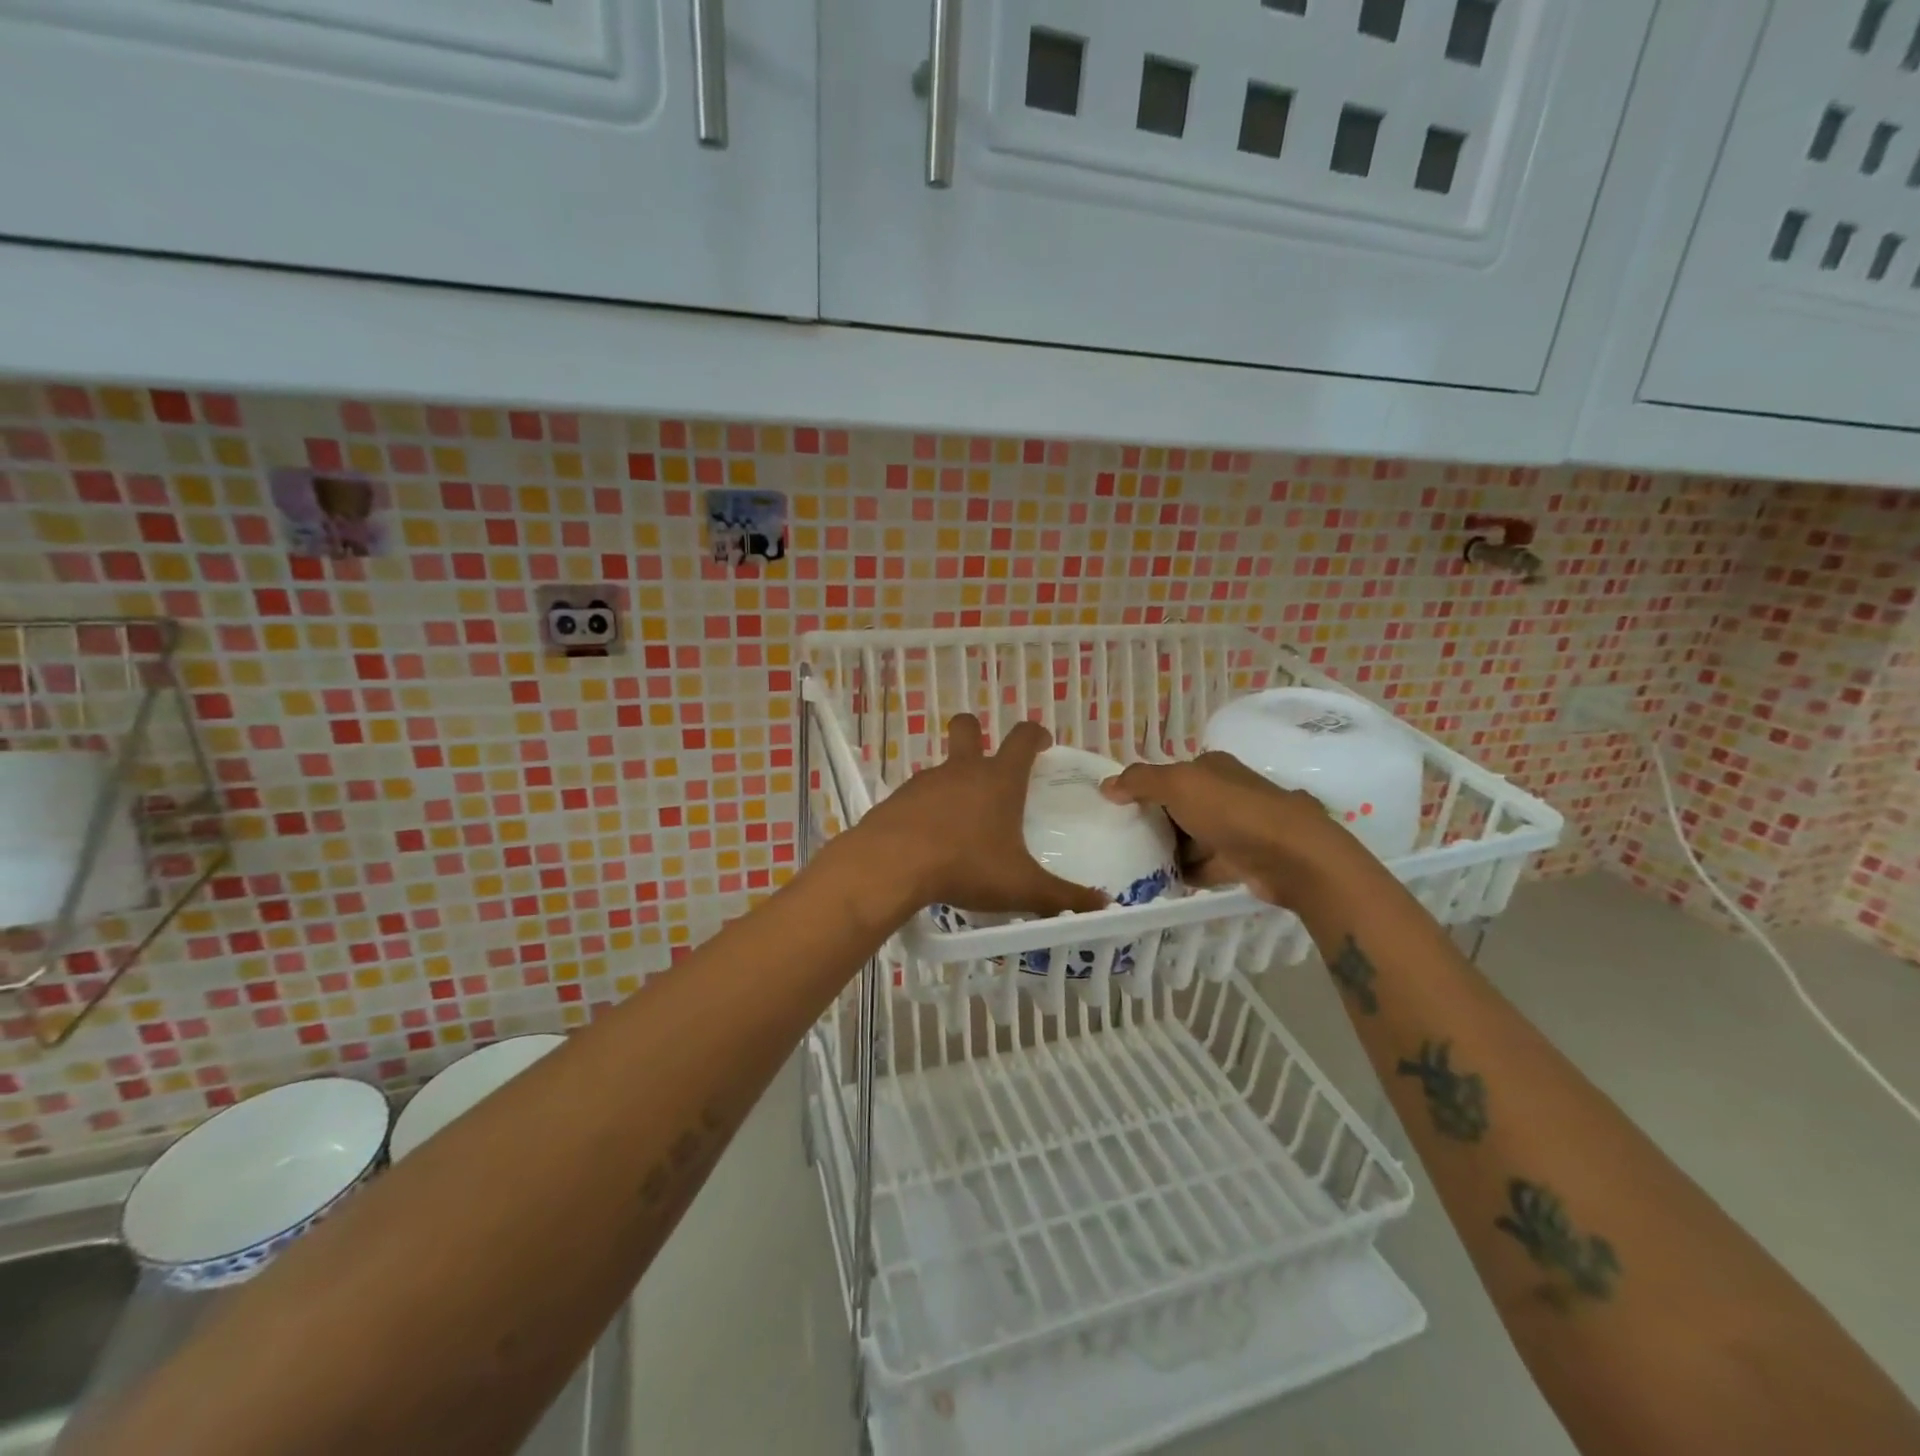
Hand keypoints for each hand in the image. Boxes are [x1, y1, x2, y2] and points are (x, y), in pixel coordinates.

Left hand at [852, 715, 1109, 917]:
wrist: (891, 865)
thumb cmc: (965, 865)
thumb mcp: (1021, 887)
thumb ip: (1062, 897)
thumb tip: (1101, 906)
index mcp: (998, 779)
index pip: (1022, 738)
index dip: (1035, 734)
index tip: (1043, 743)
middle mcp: (961, 770)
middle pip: (967, 728)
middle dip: (977, 732)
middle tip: (988, 759)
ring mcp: (925, 782)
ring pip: (942, 768)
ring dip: (953, 784)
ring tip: (962, 824)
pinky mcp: (896, 800)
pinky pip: (917, 798)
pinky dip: (927, 811)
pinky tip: (930, 842)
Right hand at [1099, 753, 1366, 908]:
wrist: (1291, 856)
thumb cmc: (1231, 811)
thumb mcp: (1178, 785)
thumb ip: (1140, 782)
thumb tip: (1107, 785)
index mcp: (1211, 768)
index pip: (1170, 774)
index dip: (1144, 789)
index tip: (1118, 810)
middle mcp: (1225, 793)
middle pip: (1179, 807)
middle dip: (1155, 823)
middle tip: (1124, 840)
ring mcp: (1236, 827)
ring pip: (1192, 838)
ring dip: (1170, 851)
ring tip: (1137, 865)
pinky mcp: (1243, 859)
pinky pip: (1206, 864)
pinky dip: (1188, 872)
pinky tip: (1165, 882)